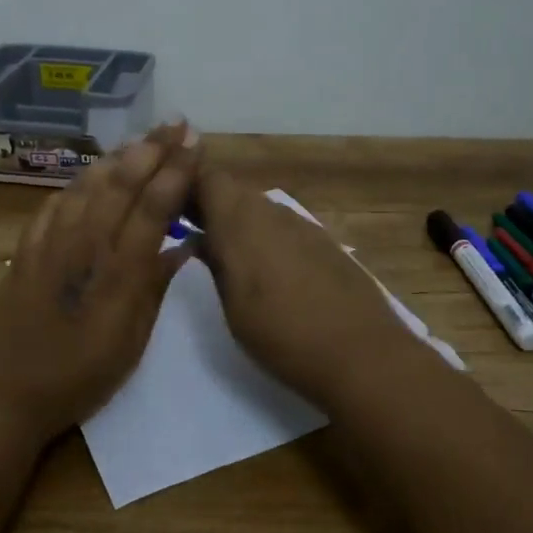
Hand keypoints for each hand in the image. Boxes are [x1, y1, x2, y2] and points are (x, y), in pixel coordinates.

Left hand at [0, 123, 200, 444]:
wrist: (6, 394)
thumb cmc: (80, 377)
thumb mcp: (132, 342)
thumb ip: (155, 287)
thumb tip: (184, 244)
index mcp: (118, 271)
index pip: (153, 206)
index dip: (176, 170)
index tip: (195, 142)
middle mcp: (84, 245)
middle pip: (121, 183)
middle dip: (152, 148)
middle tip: (175, 123)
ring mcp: (50, 243)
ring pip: (87, 185)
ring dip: (117, 157)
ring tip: (140, 140)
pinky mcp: (25, 250)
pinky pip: (55, 204)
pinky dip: (78, 183)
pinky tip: (90, 177)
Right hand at [194, 163, 423, 409]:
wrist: (361, 353)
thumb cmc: (282, 336)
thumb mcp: (232, 306)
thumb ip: (214, 263)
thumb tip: (201, 239)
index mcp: (242, 222)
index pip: (207, 178)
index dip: (187, 187)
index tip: (171, 210)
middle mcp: (274, 212)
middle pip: (234, 191)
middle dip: (211, 207)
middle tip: (194, 236)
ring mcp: (305, 226)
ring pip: (262, 209)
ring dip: (241, 223)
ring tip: (230, 258)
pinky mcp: (327, 243)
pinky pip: (287, 228)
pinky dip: (270, 239)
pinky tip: (272, 273)